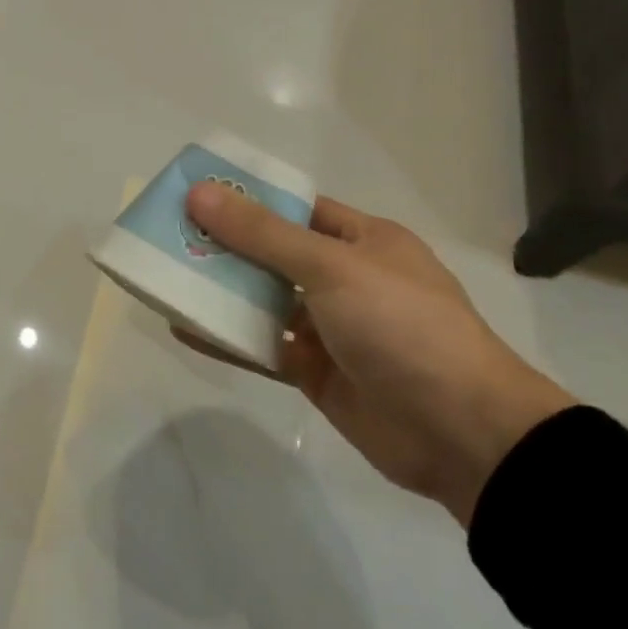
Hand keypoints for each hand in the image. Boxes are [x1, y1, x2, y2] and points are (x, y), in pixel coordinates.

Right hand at [181, 184, 574, 525]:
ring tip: (164, 276)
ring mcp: (331, 329)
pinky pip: (264, 348)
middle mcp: (345, 279)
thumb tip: (200, 194)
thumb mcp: (331, 268)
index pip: (297, 208)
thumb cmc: (402, 326)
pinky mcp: (316, 373)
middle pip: (273, 254)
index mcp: (363, 240)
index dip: (248, 199)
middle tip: (166, 234)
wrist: (463, 434)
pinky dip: (227, 339)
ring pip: (264, 302)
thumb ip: (262, 235)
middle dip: (224, 246)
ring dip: (220, 292)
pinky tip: (183, 327)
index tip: (195, 194)